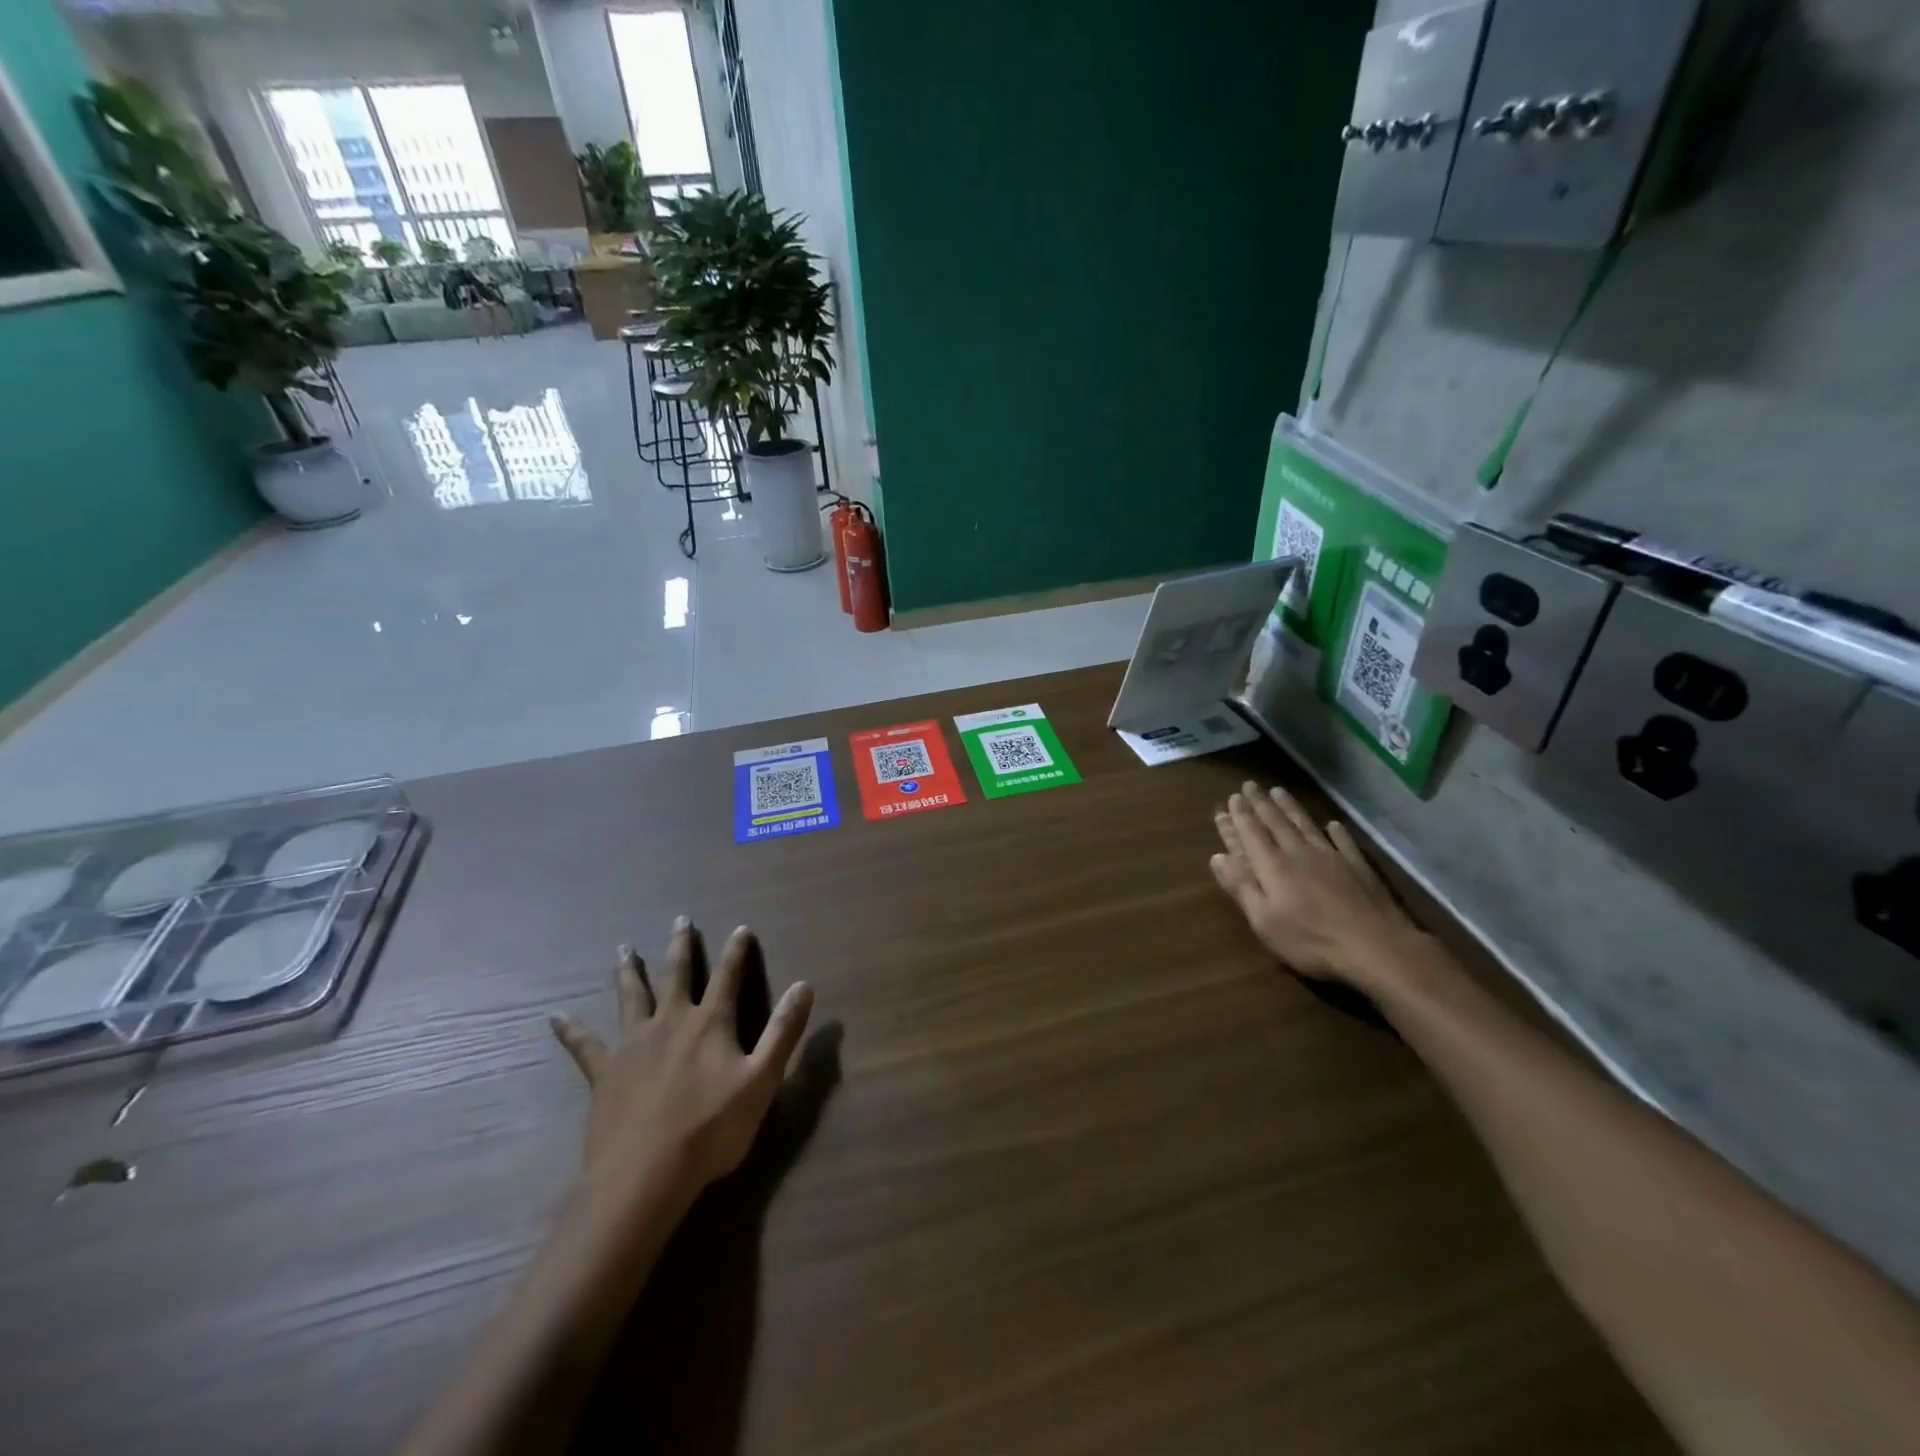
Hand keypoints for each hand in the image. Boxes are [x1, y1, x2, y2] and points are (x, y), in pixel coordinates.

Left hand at [550, 920, 813, 1209]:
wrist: (645, 1174)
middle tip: (680, 919)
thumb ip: (784, 1031)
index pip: (728, 977)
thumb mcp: (762, 1080)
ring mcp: (634, 1045)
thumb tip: (805, 985)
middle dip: (681, 947)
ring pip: (632, 998)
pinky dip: (571, 1031)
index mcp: (711, 1024)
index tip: (741, 928)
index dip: (737, 952)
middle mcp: (672, 1022)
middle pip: (677, 976)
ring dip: (630, 972)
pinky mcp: (605, 1073)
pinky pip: (585, 1046)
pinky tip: (556, 1018)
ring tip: (624, 949)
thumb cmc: (711, 1129)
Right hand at [1210, 781, 1419, 990]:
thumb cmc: (1311, 940)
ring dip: (1290, 807)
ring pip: (1305, 825)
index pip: (1251, 834)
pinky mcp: (1358, 866)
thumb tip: (1217, 856)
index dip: (1239, 816)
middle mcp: (1299, 853)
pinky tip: (1331, 824)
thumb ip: (1241, 886)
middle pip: (1276, 823)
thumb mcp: (1264, 920)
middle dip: (1261, 803)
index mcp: (1273, 866)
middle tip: (1250, 785)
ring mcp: (1332, 857)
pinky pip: (1343, 841)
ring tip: (1279, 791)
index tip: (1232, 798)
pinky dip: (1335, 831)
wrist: (1376, 946)